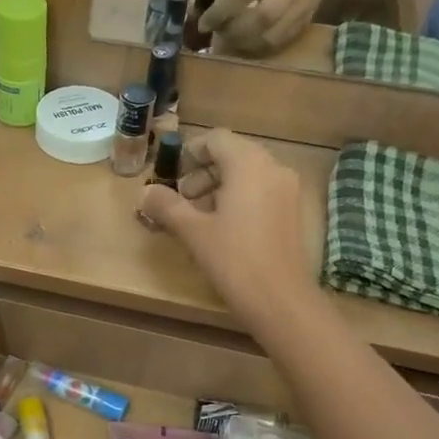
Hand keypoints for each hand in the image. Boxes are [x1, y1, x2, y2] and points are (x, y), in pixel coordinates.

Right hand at [138, 129, 318, 319]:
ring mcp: (287, 190)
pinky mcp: (292, 212)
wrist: (279, 299)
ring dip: (218, 188)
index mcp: (249, 164)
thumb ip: (167, 206)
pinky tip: (222, 230)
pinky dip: (238, 200)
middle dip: (202, 174)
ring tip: (197, 219)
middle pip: (232, 155)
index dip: (189, 153)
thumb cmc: (233, 259)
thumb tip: (146, 192)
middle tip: (180, 202)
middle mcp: (273, 168)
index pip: (215, 139)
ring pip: (247, 175)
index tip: (171, 176)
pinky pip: (260, 192)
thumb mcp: (193, 231)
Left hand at [200, 0, 350, 55]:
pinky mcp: (308, 20)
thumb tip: (207, 14)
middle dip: (233, 31)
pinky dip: (257, 48)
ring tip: (229, 41)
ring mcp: (306, 3)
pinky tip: (245, 45)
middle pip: (262, 17)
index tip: (203, 24)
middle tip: (217, 34)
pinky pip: (279, 42)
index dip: (220, 11)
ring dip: (244, 44)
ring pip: (271, 36)